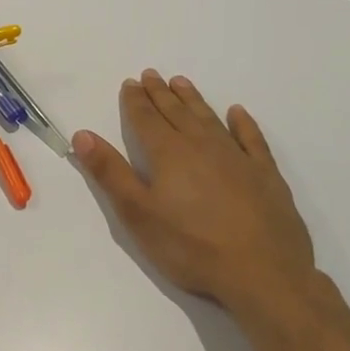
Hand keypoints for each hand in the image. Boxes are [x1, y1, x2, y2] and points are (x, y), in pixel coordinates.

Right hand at [73, 70, 315, 312]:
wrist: (264, 275)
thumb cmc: (191, 247)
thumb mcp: (138, 214)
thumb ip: (110, 173)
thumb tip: (82, 135)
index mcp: (168, 154)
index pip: (146, 119)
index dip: (135, 100)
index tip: (130, 82)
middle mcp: (202, 146)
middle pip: (176, 113)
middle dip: (160, 93)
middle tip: (151, 74)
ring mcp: (238, 159)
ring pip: (209, 119)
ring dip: (193, 100)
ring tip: (181, 83)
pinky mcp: (266, 176)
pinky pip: (252, 139)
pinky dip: (243, 124)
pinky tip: (237, 113)